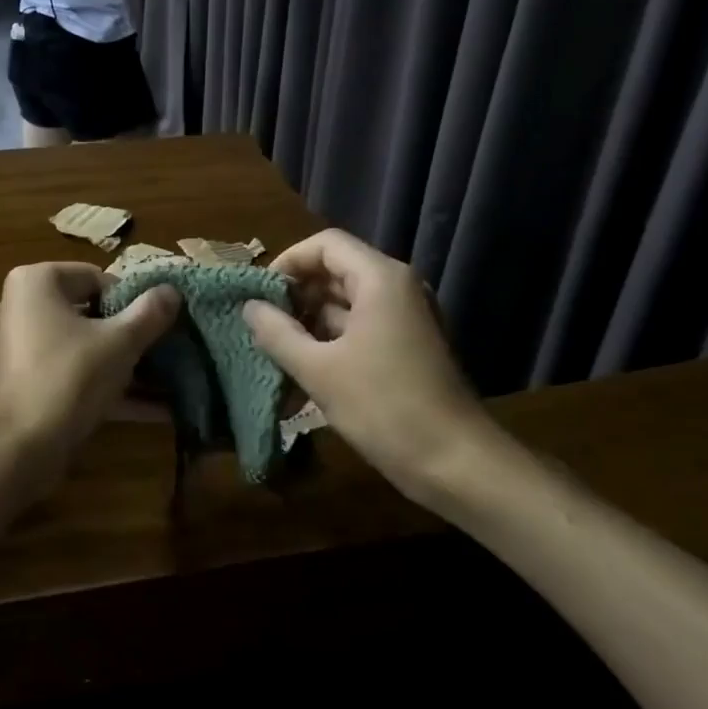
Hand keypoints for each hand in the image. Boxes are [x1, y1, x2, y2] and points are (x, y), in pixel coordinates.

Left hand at [0, 262, 179, 480]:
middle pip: (91, 313)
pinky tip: (156, 410)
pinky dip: (109, 388)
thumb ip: (149, 313)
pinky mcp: (29, 385)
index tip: (159, 323)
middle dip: (132, 335)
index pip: (97, 277)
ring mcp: (23, 349)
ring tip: (173, 380)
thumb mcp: (119, 343)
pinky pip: (75, 376)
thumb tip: (172, 290)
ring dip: (127, 366)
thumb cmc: (67, 378)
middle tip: (168, 350)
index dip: (132, 299)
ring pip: (86, 349)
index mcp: (36, 282)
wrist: (14, 451)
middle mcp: (23, 308)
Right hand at [243, 229, 500, 499]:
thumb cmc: (384, 407)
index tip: (259, 295)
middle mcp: (396, 289)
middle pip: (334, 273)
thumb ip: (278, 333)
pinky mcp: (406, 349)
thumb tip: (250, 307)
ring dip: (307, 329)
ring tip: (273, 359)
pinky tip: (300, 383)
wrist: (457, 464)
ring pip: (344, 307)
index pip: (325, 245)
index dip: (287, 262)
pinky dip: (328, 348)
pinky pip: (358, 333)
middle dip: (294, 298)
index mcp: (380, 280)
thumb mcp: (319, 370)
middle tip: (261, 328)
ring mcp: (404, 320)